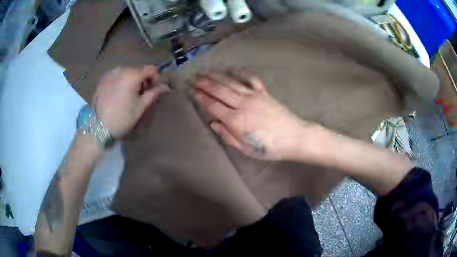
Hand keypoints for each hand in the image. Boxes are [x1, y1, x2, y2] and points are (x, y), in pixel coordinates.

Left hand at [93, 66, 168, 138]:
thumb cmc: (122, 118)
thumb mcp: (140, 107)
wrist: (98, 127)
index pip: (151, 69)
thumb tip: (166, 87)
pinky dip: (121, 81)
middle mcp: (121, 69)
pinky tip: (118, 95)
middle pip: (138, 70)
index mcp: (132, 74)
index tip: (153, 90)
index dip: (156, 78)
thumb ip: (154, 93)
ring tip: (128, 96)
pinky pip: (117, 75)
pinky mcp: (103, 79)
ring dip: (132, 80)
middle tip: (140, 95)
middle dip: (143, 80)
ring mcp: (110, 73)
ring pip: (127, 72)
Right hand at [194, 70, 316, 159]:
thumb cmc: (270, 147)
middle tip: (194, 78)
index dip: (201, 97)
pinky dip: (240, 72)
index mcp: (236, 121)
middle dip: (204, 83)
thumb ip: (228, 136)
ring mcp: (254, 96)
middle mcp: (243, 105)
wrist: (294, 137)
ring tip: (206, 72)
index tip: (192, 91)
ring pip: (231, 82)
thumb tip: (213, 124)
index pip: (213, 105)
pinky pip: (250, 78)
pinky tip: (232, 69)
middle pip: (219, 90)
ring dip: (216, 76)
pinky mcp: (264, 92)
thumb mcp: (246, 149)